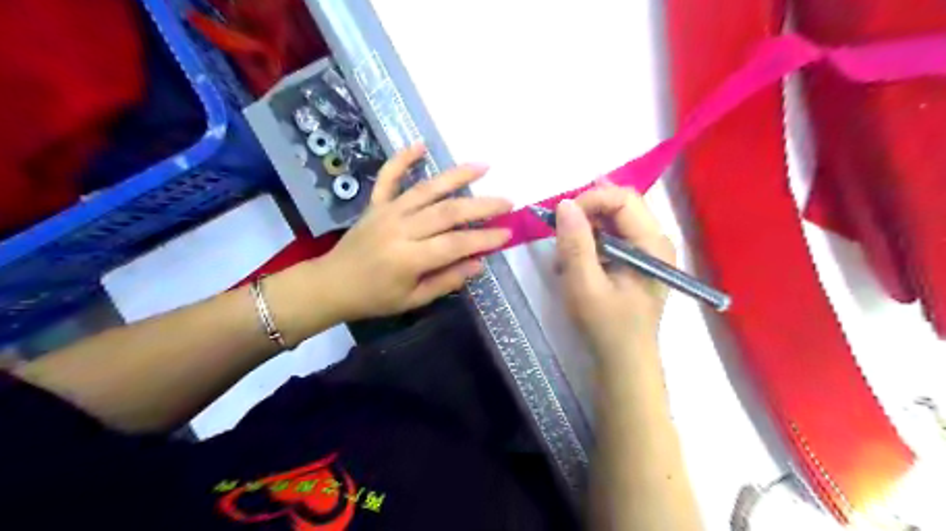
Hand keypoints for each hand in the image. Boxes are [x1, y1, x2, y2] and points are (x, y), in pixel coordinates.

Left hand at [320, 143, 513, 320]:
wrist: (331, 284)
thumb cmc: (374, 298)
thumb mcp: (413, 300)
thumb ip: (446, 280)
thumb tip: (479, 263)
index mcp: (409, 258)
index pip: (456, 244)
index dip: (485, 238)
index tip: (509, 232)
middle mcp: (400, 229)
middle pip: (447, 212)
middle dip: (482, 206)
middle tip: (507, 201)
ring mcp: (387, 212)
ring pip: (426, 189)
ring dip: (456, 176)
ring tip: (483, 166)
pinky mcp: (375, 203)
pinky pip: (388, 177)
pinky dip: (403, 159)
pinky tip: (420, 144)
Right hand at [556, 184, 680, 360]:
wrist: (623, 362)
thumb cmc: (606, 326)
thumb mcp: (584, 285)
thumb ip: (575, 243)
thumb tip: (564, 204)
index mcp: (652, 244)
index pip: (624, 199)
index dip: (590, 200)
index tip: (560, 217)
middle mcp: (655, 241)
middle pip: (620, 205)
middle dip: (586, 213)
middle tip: (559, 232)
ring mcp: (647, 251)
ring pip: (613, 221)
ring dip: (584, 231)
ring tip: (564, 255)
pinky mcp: (635, 262)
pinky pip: (611, 238)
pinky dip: (589, 244)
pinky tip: (574, 265)